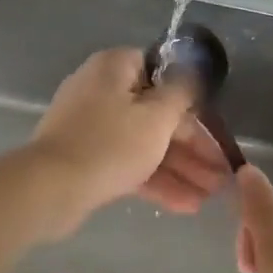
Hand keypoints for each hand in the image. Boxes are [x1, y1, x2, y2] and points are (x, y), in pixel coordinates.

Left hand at [28, 48, 230, 232]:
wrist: (51, 189)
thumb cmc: (111, 143)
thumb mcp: (157, 116)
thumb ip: (182, 93)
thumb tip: (195, 70)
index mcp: (116, 68)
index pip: (162, 73)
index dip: (192, 101)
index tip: (214, 125)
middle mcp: (102, 91)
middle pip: (158, 114)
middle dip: (193, 147)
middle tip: (221, 174)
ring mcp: (92, 127)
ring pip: (146, 143)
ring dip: (180, 168)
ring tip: (212, 196)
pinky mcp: (87, 159)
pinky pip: (129, 163)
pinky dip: (156, 180)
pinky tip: (186, 204)